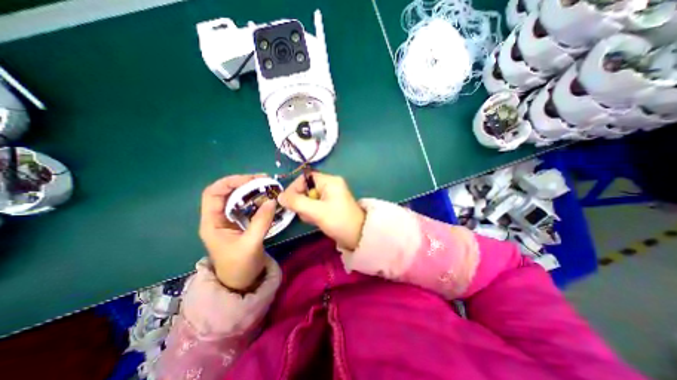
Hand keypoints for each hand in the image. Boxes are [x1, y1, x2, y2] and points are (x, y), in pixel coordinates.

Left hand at [198, 176, 276, 290]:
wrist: (242, 283)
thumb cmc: (240, 267)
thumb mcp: (251, 244)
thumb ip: (261, 222)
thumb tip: (272, 200)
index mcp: (212, 222)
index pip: (213, 193)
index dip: (230, 182)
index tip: (251, 179)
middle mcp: (219, 218)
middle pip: (228, 192)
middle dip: (245, 183)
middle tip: (265, 180)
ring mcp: (231, 220)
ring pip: (239, 198)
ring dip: (253, 191)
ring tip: (269, 187)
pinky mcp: (241, 223)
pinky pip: (248, 207)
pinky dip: (258, 200)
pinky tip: (268, 199)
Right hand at [280, 171, 367, 249]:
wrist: (358, 236)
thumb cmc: (339, 221)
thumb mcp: (317, 211)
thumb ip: (297, 202)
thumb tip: (280, 196)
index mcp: (329, 181)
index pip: (305, 178)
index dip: (294, 188)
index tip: (287, 202)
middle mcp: (330, 184)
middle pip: (306, 188)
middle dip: (302, 202)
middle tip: (306, 213)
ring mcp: (330, 194)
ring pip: (309, 198)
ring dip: (307, 209)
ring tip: (313, 219)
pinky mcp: (330, 204)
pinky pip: (315, 205)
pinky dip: (312, 212)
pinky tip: (316, 220)